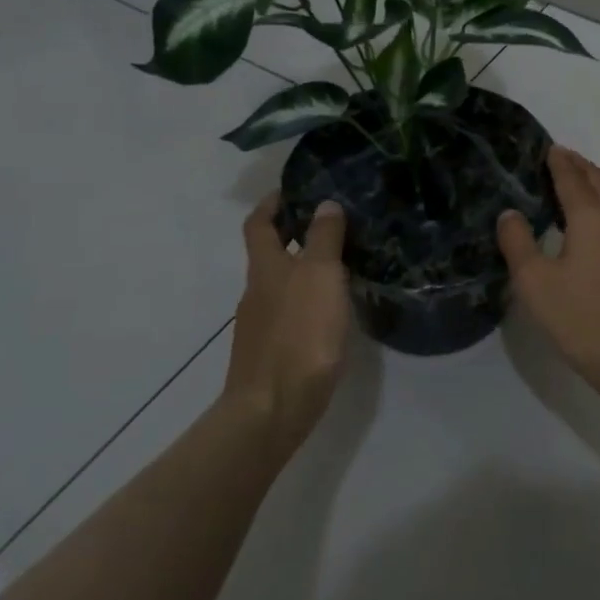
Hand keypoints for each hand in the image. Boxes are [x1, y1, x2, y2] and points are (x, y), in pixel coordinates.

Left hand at [222, 195, 352, 458]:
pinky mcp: (272, 352)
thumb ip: (324, 239)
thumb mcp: (321, 276)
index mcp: (265, 268)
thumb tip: (324, 204)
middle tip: (332, 225)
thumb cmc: (300, 334)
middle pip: (269, 253)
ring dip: (305, 270)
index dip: (272, 203)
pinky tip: (331, 311)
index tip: (295, 190)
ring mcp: (261, 324)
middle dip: (294, 235)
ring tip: (342, 265)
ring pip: (282, 284)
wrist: (273, 409)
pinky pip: (290, 312)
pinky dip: (308, 301)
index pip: (258, 223)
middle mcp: (257, 291)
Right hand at [497, 146, 599, 422]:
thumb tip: (510, 213)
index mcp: (592, 217)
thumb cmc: (583, 318)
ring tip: (567, 186)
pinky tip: (584, 227)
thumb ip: (519, 243)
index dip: (557, 160)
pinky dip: (598, 208)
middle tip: (555, 158)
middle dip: (577, 166)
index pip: (572, 177)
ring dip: (590, 186)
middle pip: (598, 181)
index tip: (545, 146)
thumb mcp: (536, 283)